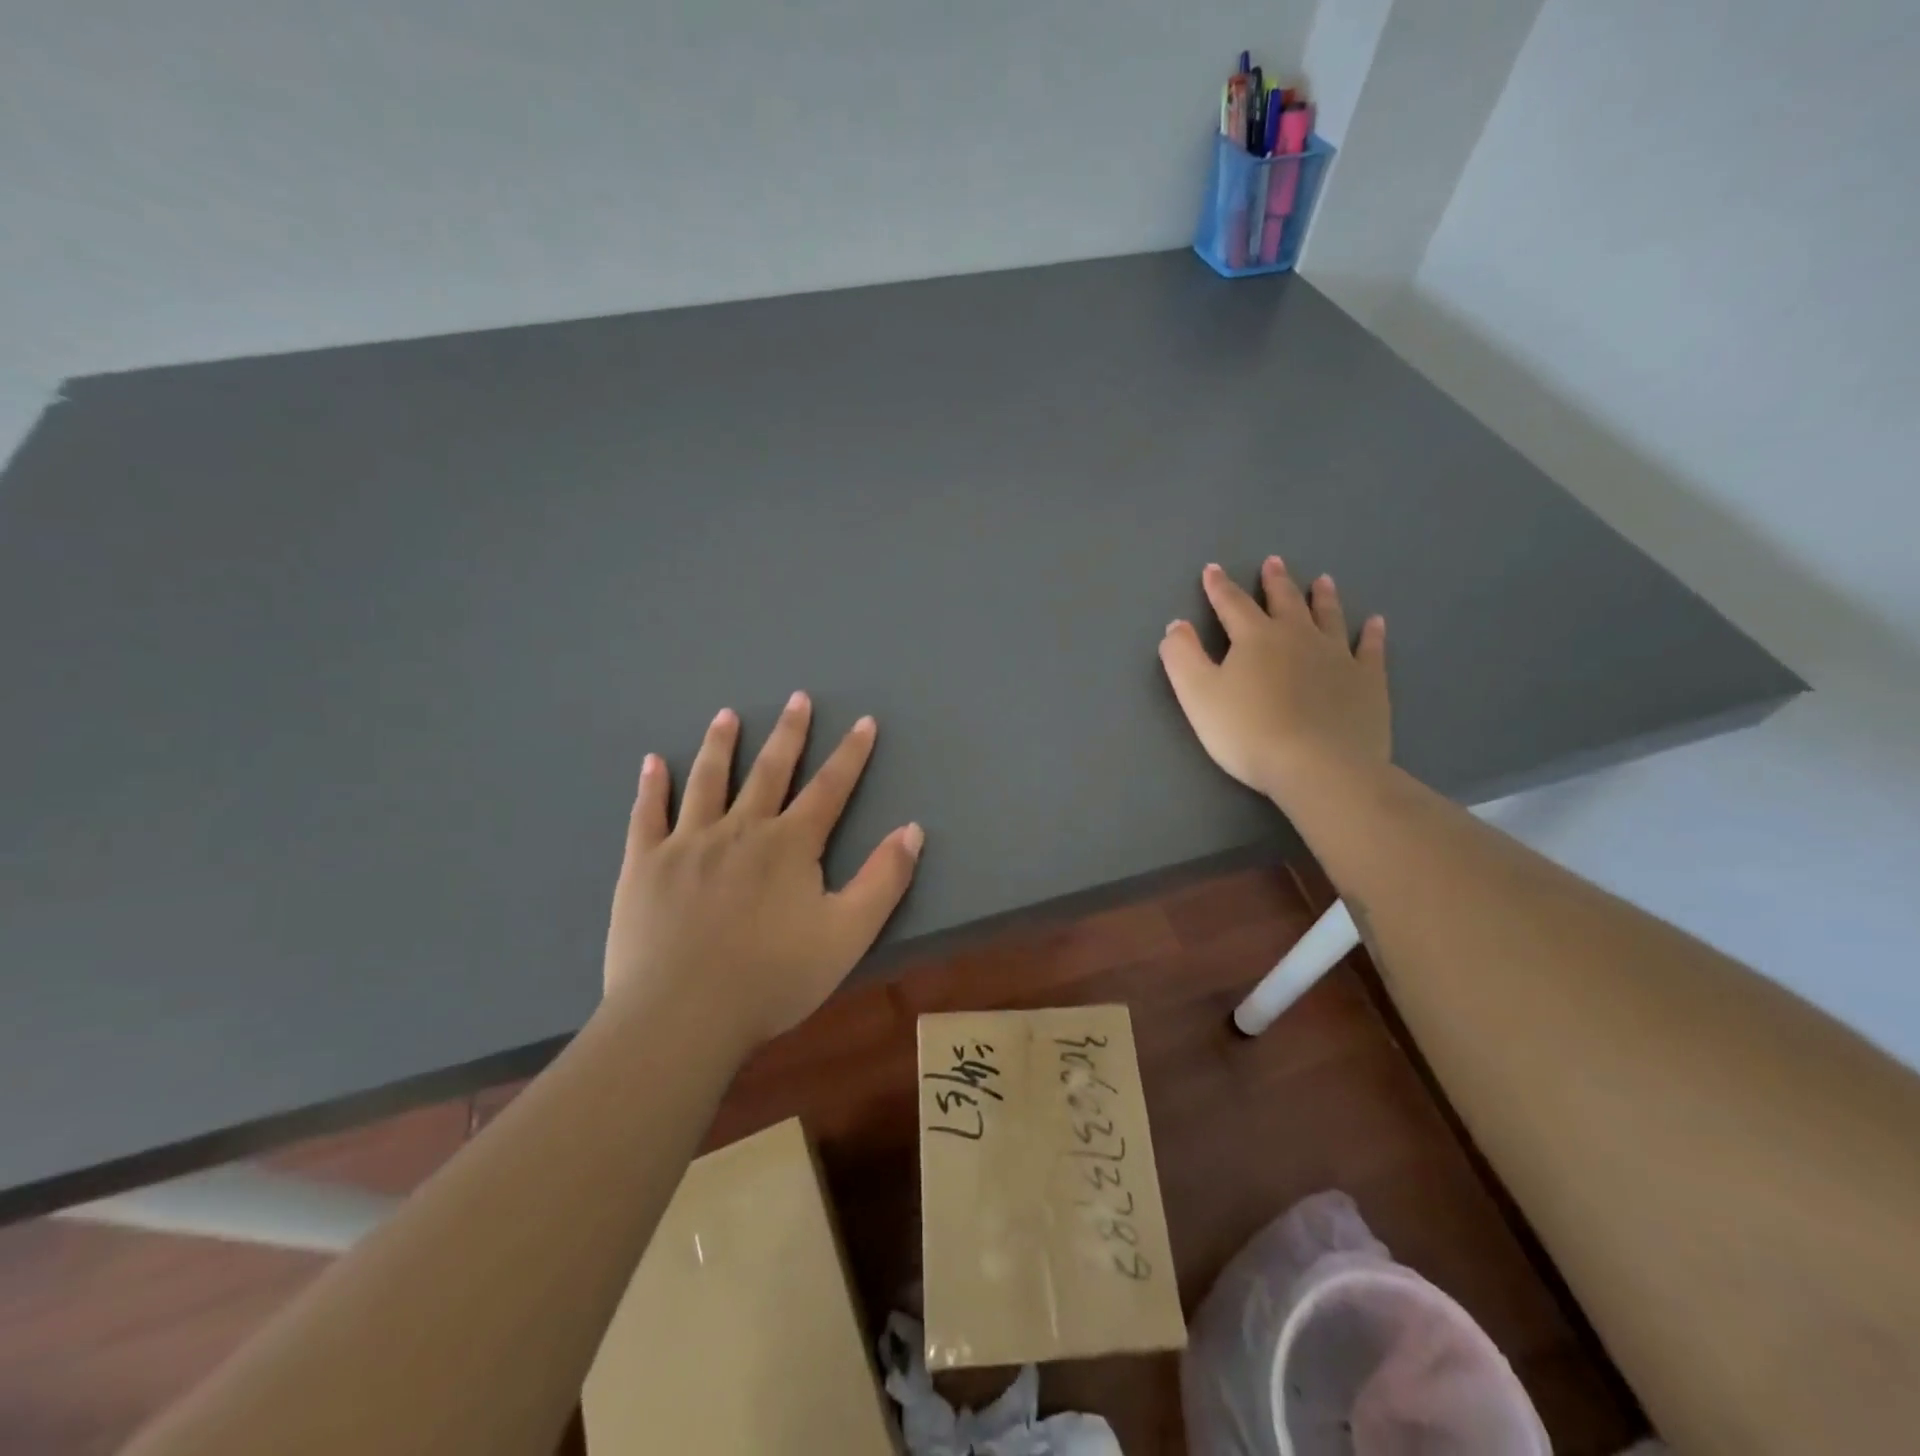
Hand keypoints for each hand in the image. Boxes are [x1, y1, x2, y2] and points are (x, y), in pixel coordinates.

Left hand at [602, 694, 923, 1052]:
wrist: (682, 1016)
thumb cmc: (772, 978)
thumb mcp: (848, 934)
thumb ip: (884, 880)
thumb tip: (912, 829)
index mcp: (790, 845)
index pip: (829, 788)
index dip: (851, 754)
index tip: (864, 722)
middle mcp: (740, 829)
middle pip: (769, 770)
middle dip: (788, 733)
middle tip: (796, 698)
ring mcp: (687, 844)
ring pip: (708, 781)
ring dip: (720, 745)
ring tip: (726, 715)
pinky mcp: (644, 865)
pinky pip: (648, 815)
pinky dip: (651, 787)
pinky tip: (653, 762)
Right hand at [1158, 558, 1389, 804]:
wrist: (1318, 767)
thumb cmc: (1248, 732)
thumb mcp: (1198, 695)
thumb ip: (1182, 657)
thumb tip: (1176, 625)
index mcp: (1255, 638)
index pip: (1232, 604)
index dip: (1219, 587)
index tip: (1212, 570)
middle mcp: (1298, 636)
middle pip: (1285, 602)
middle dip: (1275, 582)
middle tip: (1274, 562)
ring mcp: (1337, 656)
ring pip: (1328, 617)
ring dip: (1323, 598)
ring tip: (1322, 580)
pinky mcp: (1367, 681)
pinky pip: (1370, 649)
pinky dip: (1372, 634)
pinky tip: (1375, 623)